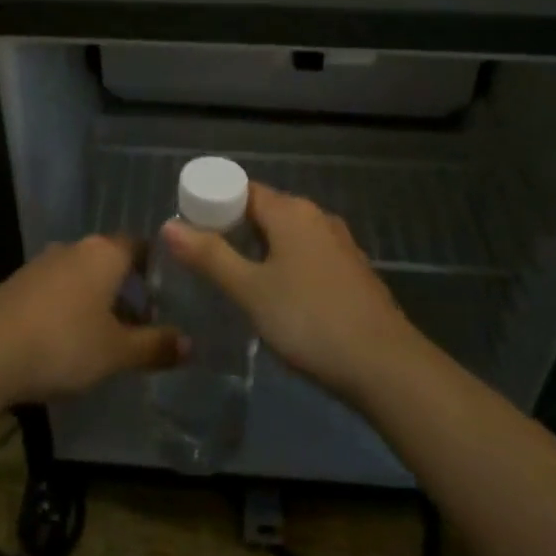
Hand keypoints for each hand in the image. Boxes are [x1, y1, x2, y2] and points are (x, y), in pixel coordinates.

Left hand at [0, 236, 186, 403]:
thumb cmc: (63, 342)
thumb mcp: (116, 352)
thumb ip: (154, 346)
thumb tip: (190, 344)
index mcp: (105, 253)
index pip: (139, 245)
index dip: (154, 267)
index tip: (165, 295)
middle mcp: (74, 248)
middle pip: (109, 261)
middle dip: (125, 289)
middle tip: (140, 324)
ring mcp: (42, 264)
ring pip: (81, 276)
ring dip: (95, 300)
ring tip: (105, 338)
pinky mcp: (17, 284)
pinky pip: (55, 290)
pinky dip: (67, 308)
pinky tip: (66, 341)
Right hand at [162, 183, 413, 400]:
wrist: (385, 366)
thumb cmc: (309, 320)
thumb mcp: (250, 290)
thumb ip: (210, 256)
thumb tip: (169, 225)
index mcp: (291, 211)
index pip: (242, 189)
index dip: (213, 202)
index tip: (189, 225)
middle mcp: (317, 217)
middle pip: (266, 210)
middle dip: (234, 226)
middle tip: (204, 255)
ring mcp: (340, 244)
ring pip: (289, 234)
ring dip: (262, 247)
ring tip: (236, 276)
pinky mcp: (354, 272)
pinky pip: (309, 254)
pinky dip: (287, 264)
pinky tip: (279, 294)